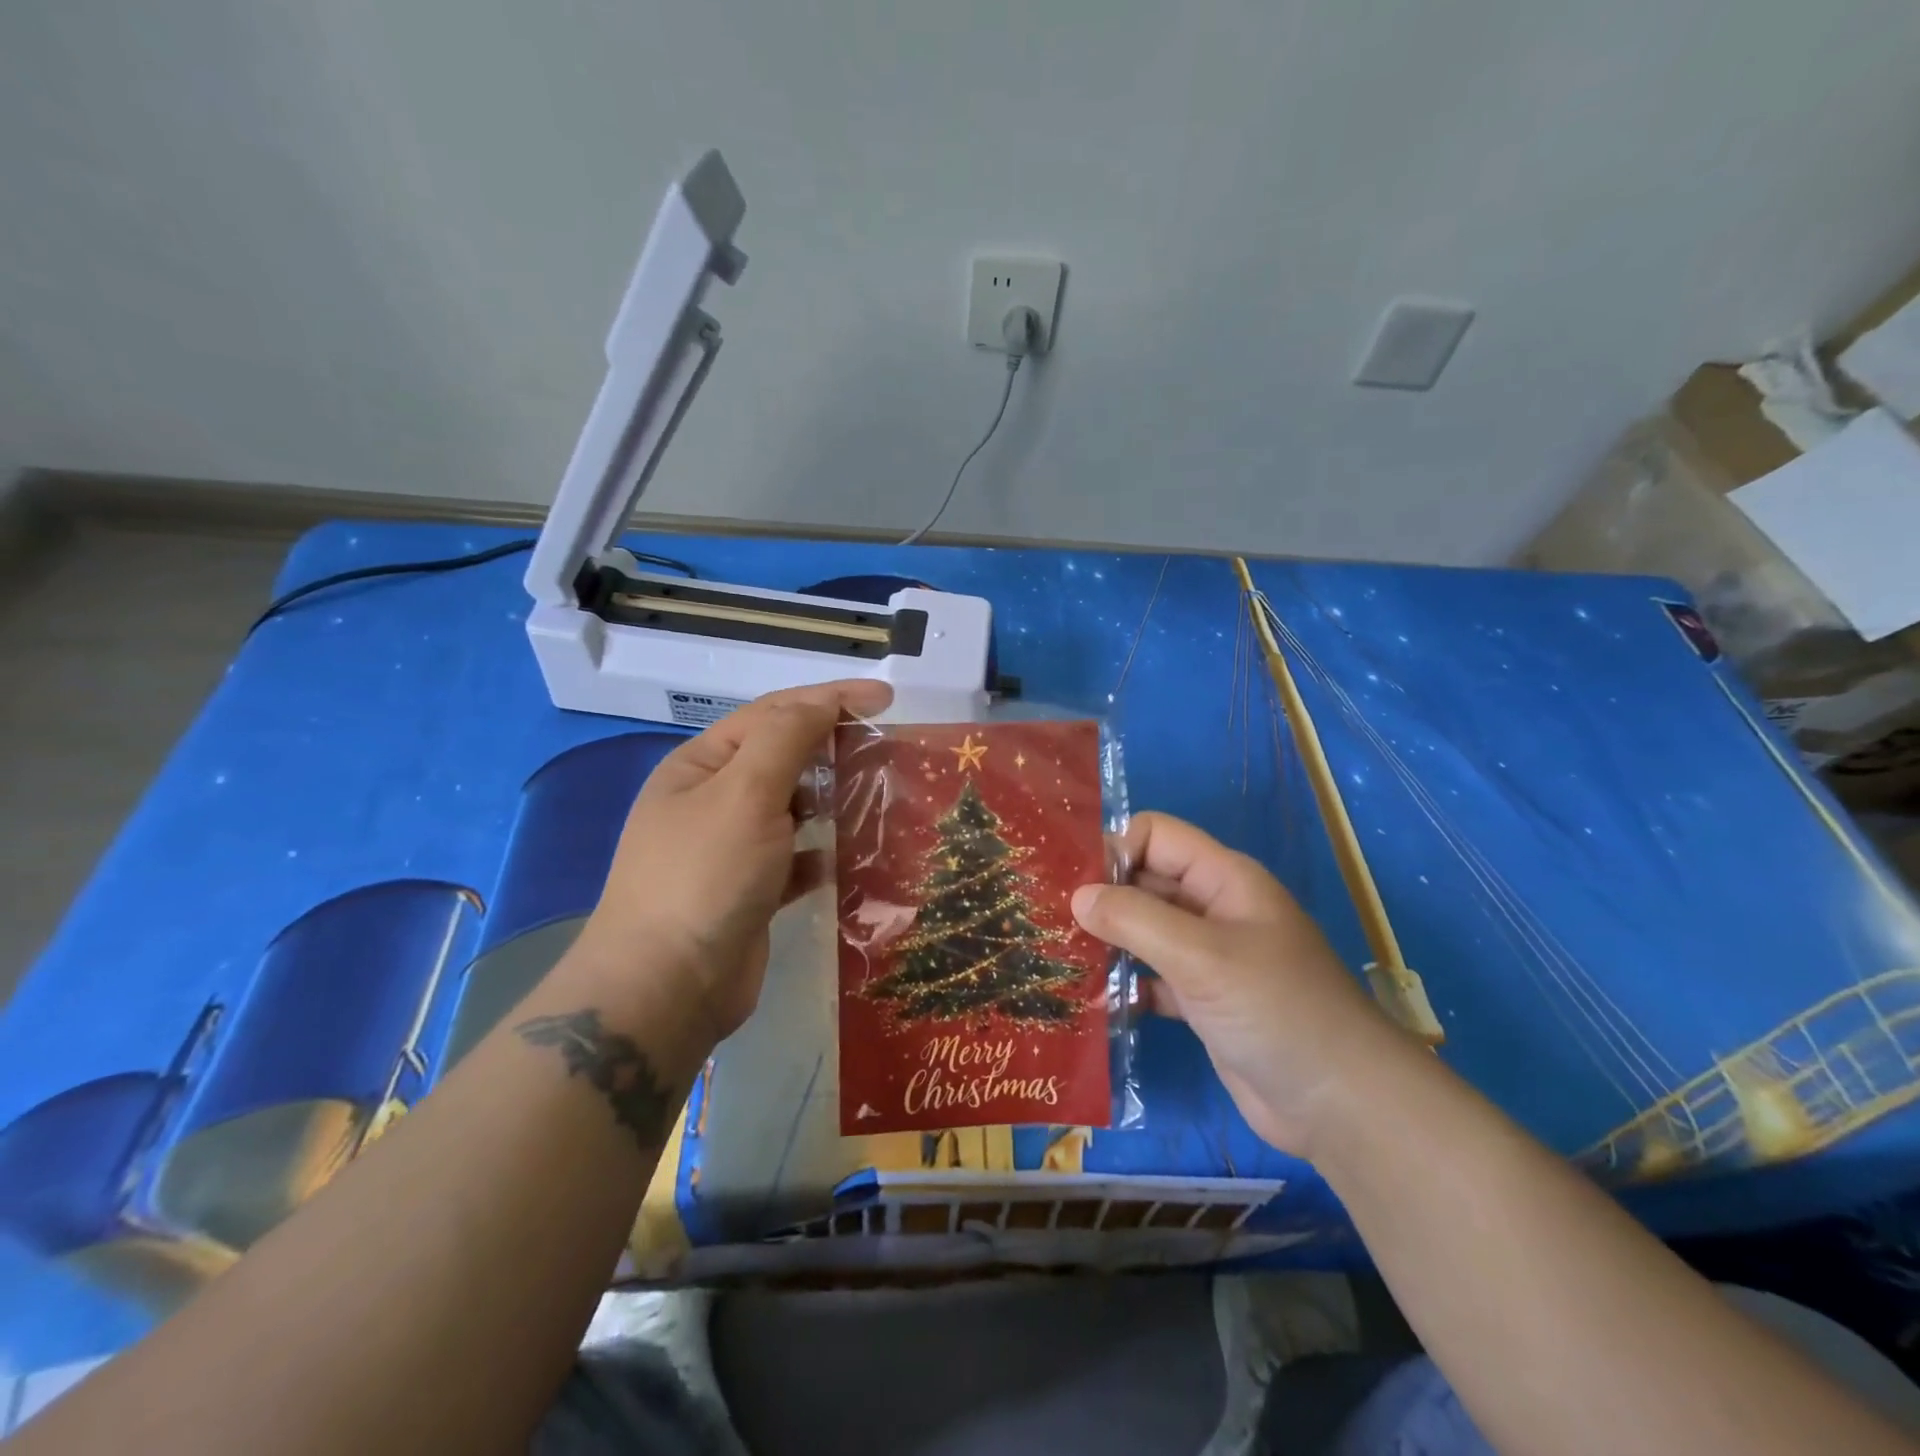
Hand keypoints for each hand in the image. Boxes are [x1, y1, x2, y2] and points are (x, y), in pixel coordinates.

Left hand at [575, 679, 893, 1048]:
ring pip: (792, 809)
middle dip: (831, 748)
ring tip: (876, 797)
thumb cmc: (706, 875)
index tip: (886, 699)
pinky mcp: (750, 891)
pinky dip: (822, 852)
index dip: (830, 698)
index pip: (773, 713)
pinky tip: (848, 856)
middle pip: (782, 757)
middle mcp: (713, 800)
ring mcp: (730, 848)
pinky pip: (795, 858)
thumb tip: (822, 702)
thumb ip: (786, 738)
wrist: (667, 987)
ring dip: (831, 800)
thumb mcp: (745, 792)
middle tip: (884, 749)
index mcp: (702, 765)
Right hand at [1072, 812, 1407, 1157]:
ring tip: (1057, 957)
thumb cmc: (1276, 1009)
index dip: (1114, 850)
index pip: (1155, 836)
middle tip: (1046, 920)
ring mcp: (1208, 957)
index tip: (1072, 885)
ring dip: (1107, 941)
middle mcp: (1213, 909)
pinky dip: (1125, 984)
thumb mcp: (1202, 955)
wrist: (1340, 1104)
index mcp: (1222, 878)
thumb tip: (1077, 896)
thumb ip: (1135, 919)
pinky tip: (1092, 1001)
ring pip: (1144, 931)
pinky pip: (1151, 977)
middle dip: (1100, 896)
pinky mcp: (1201, 1001)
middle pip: (1145, 882)